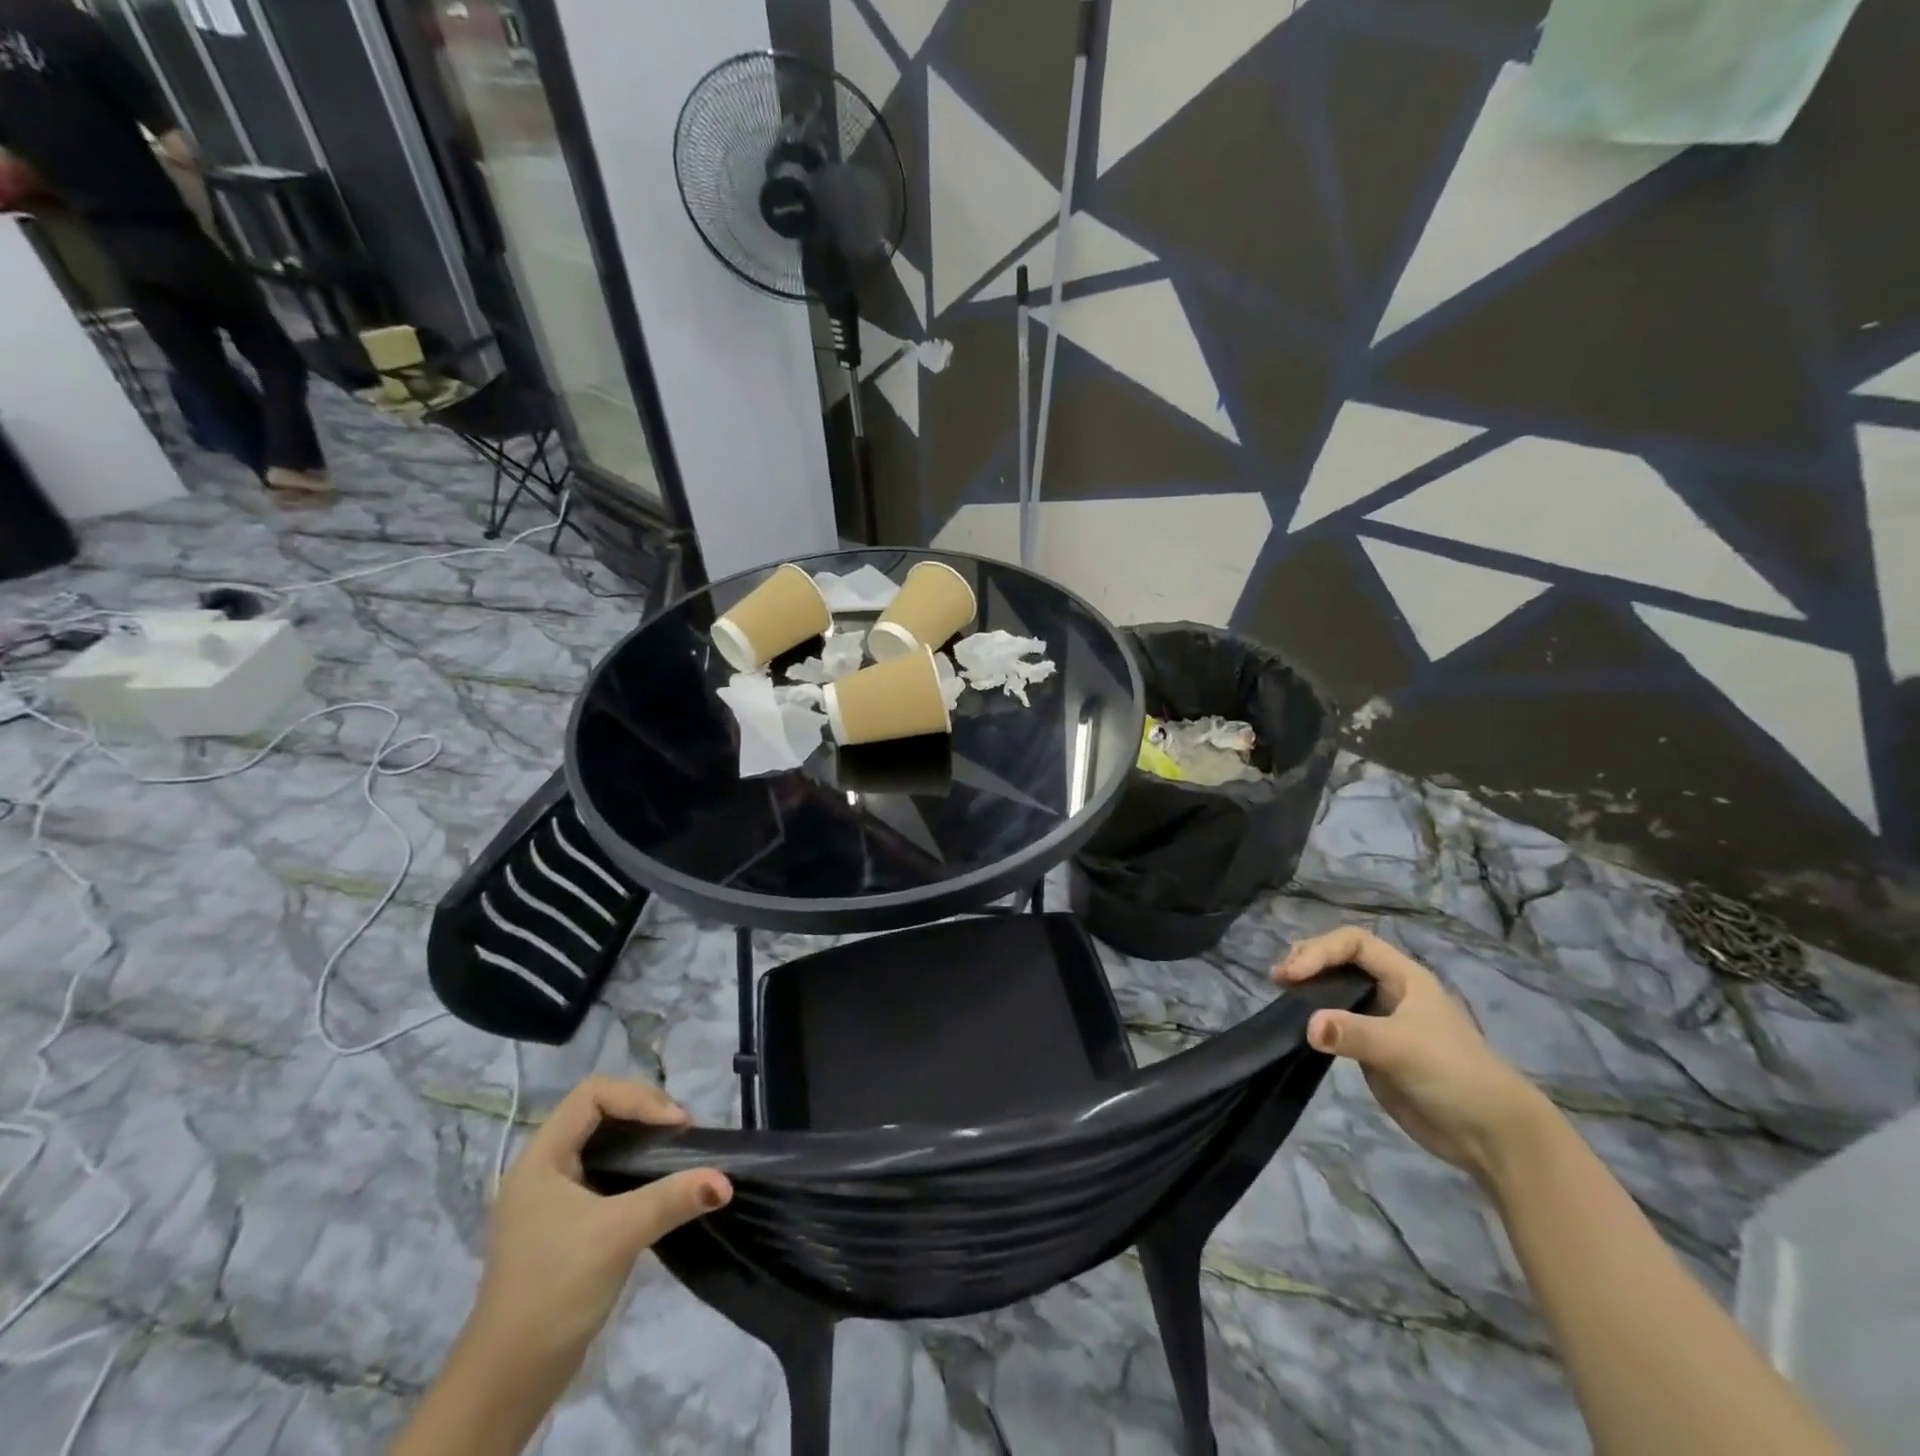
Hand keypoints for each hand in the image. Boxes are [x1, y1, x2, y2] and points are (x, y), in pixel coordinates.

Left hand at [470, 1077, 731, 1377]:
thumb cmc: (555, 1290)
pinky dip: (635, 1170)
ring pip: (603, 1144)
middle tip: (683, 1137)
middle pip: (599, 1112)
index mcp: (541, 1158)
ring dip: (643, 1142)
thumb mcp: (618, 1235)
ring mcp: (551, 1198)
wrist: (508, 1381)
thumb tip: (725, 1180)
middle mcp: (543, 1168)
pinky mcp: (564, 1225)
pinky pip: (604, 1174)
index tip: (675, 1126)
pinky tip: (658, 1188)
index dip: (639, 1099)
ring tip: (678, 1156)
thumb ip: (673, 1199)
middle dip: (645, 1114)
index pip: (593, 1094)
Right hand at [1275, 927, 1552, 1181]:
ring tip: (1281, 990)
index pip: (1353, 942)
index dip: (1321, 950)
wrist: (1492, 1136)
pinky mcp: (1372, 1050)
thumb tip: (1308, 1026)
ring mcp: (1380, 1020)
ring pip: (1336, 988)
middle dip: (1309, 960)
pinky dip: (1314, 1016)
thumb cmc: (1454, 1075)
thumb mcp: (1403, 1048)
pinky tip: (1298, 1022)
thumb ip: (1354, 1034)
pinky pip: (1336, 1022)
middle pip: (1341, 958)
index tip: (1294, 973)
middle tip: (1281, 978)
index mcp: (1404, 977)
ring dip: (1308, 985)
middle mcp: (1390, 991)